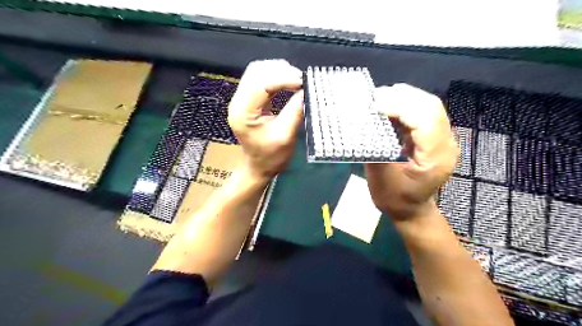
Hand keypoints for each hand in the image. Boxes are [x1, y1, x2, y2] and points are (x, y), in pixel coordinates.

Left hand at [227, 60, 304, 178]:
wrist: (259, 166)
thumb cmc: (271, 157)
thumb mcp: (286, 136)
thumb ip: (295, 111)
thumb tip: (307, 90)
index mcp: (243, 113)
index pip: (260, 84)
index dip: (283, 78)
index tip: (303, 82)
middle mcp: (238, 102)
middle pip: (256, 72)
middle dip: (281, 71)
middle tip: (301, 79)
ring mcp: (241, 99)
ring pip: (257, 71)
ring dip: (278, 71)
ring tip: (296, 79)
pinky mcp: (248, 100)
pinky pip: (260, 79)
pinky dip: (275, 76)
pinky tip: (288, 81)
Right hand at [365, 84, 456, 221]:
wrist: (411, 210)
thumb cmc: (395, 199)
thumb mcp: (381, 179)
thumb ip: (376, 149)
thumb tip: (365, 124)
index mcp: (435, 158)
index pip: (425, 120)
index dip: (399, 107)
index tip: (373, 105)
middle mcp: (445, 144)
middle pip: (430, 107)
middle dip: (402, 97)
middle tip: (374, 97)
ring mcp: (442, 139)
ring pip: (428, 106)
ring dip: (403, 98)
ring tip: (379, 99)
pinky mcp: (434, 137)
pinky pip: (422, 113)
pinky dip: (404, 105)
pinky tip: (388, 106)